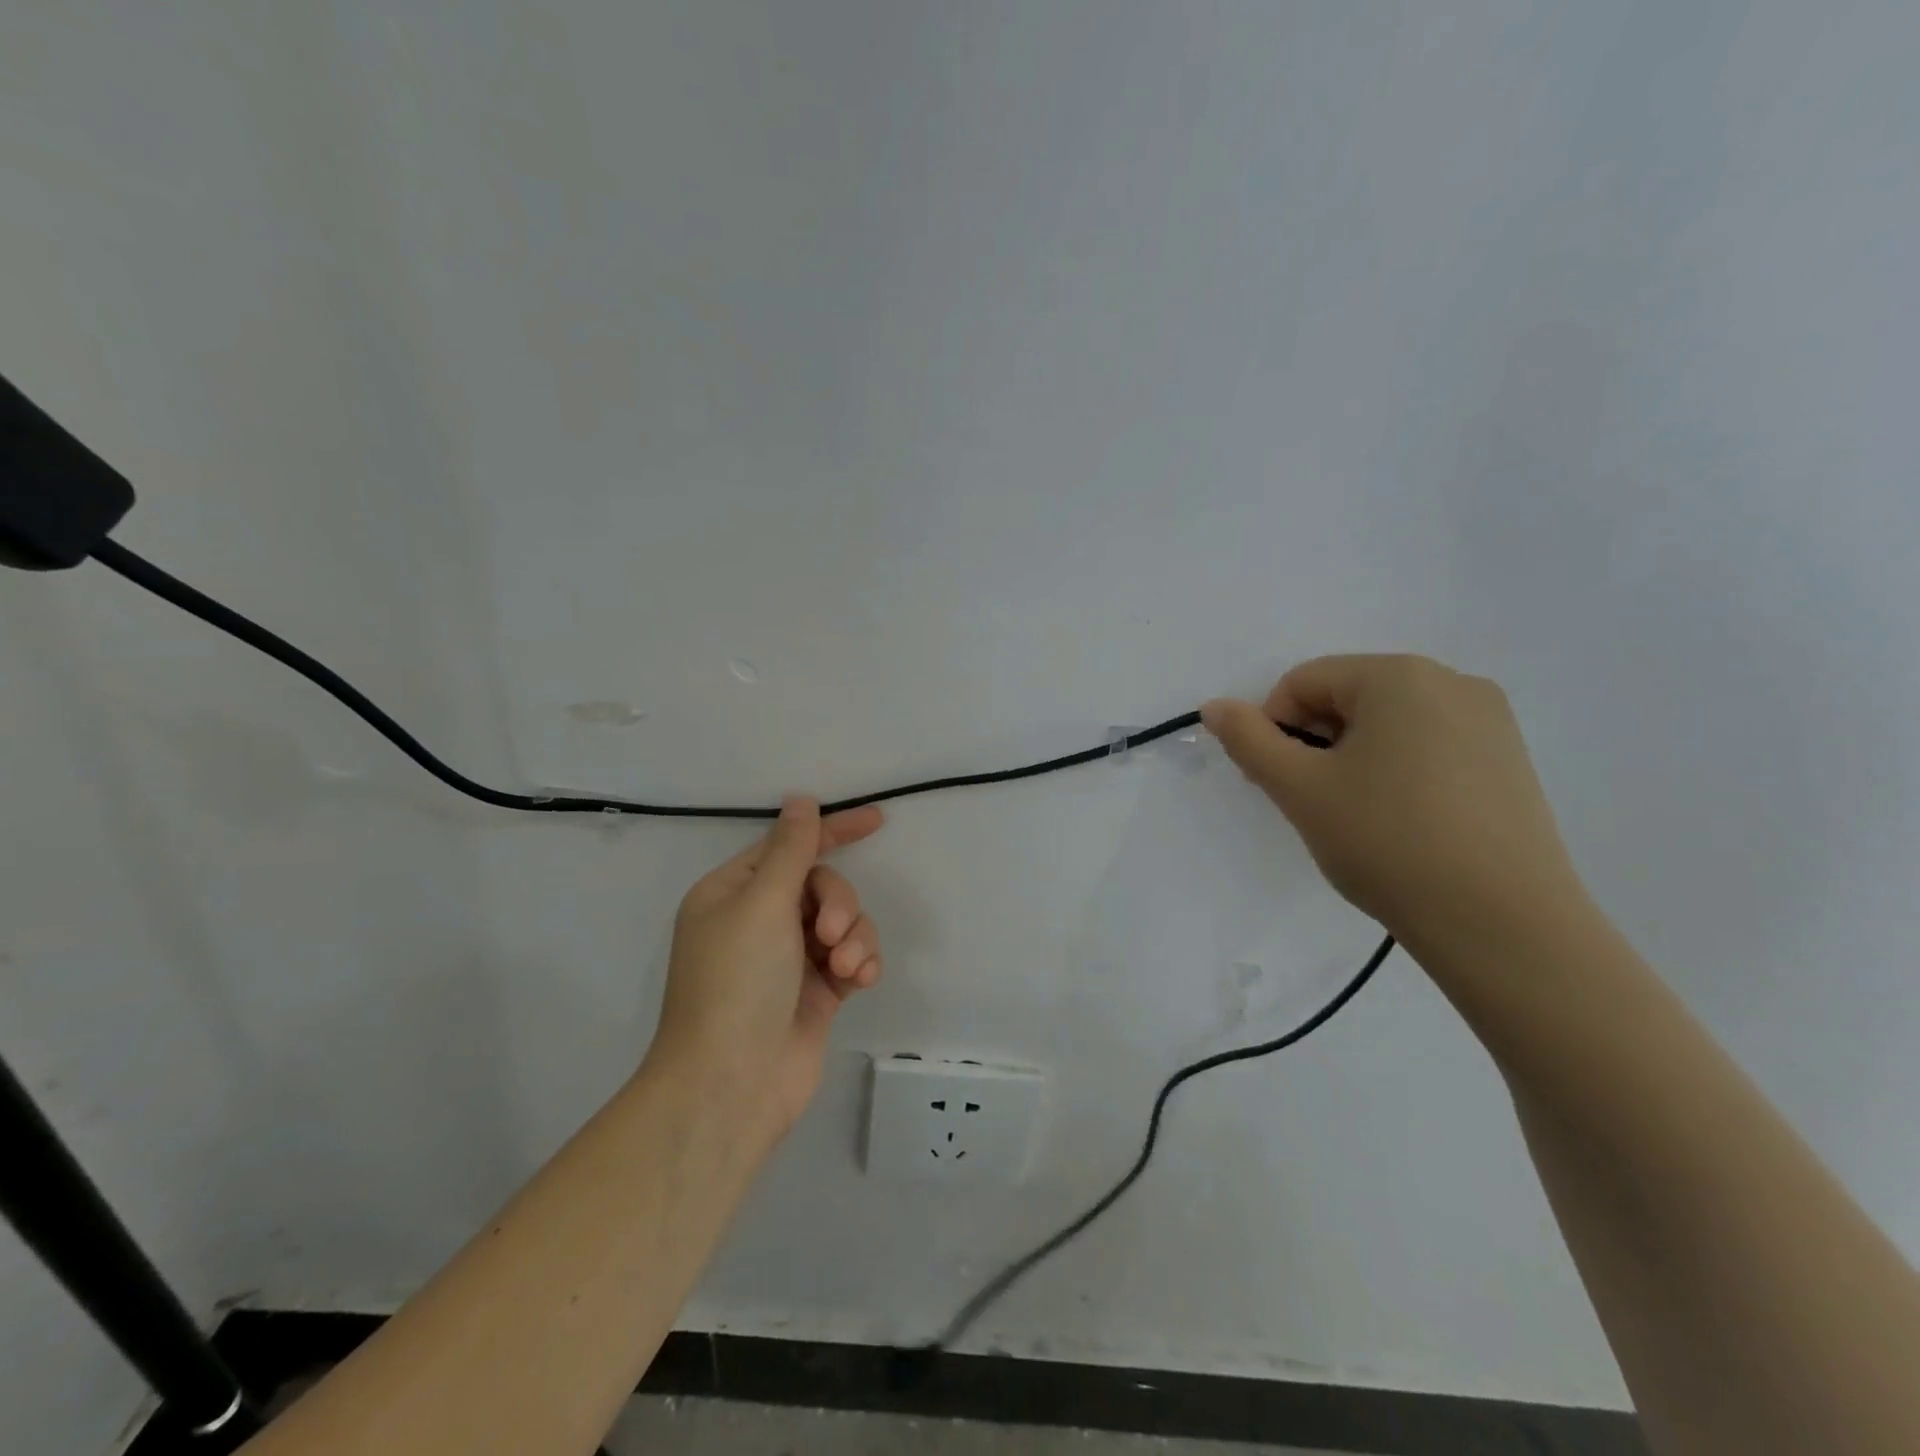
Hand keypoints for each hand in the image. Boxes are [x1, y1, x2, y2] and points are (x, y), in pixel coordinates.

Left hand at [647, 797, 885, 1145]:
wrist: (731, 1084)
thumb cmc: (737, 983)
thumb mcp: (762, 904)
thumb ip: (792, 849)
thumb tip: (800, 799)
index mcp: (734, 893)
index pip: (790, 846)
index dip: (832, 830)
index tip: (877, 820)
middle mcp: (760, 920)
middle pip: (822, 885)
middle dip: (838, 903)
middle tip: (831, 934)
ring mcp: (790, 958)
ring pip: (844, 922)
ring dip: (854, 937)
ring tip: (846, 967)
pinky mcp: (817, 991)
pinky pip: (852, 957)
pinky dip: (860, 964)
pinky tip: (858, 982)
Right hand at [1202, 654, 1583, 948]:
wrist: (1502, 924)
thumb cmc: (1387, 841)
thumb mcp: (1299, 789)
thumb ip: (1248, 739)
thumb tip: (1214, 706)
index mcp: (1399, 676)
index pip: (1304, 682)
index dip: (1273, 728)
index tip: (1274, 782)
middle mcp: (1451, 682)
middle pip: (1348, 697)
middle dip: (1314, 743)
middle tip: (1310, 802)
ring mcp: (1490, 721)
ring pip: (1388, 724)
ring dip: (1352, 758)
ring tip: (1355, 816)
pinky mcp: (1511, 761)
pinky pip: (1429, 746)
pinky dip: (1396, 771)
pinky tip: (1401, 822)